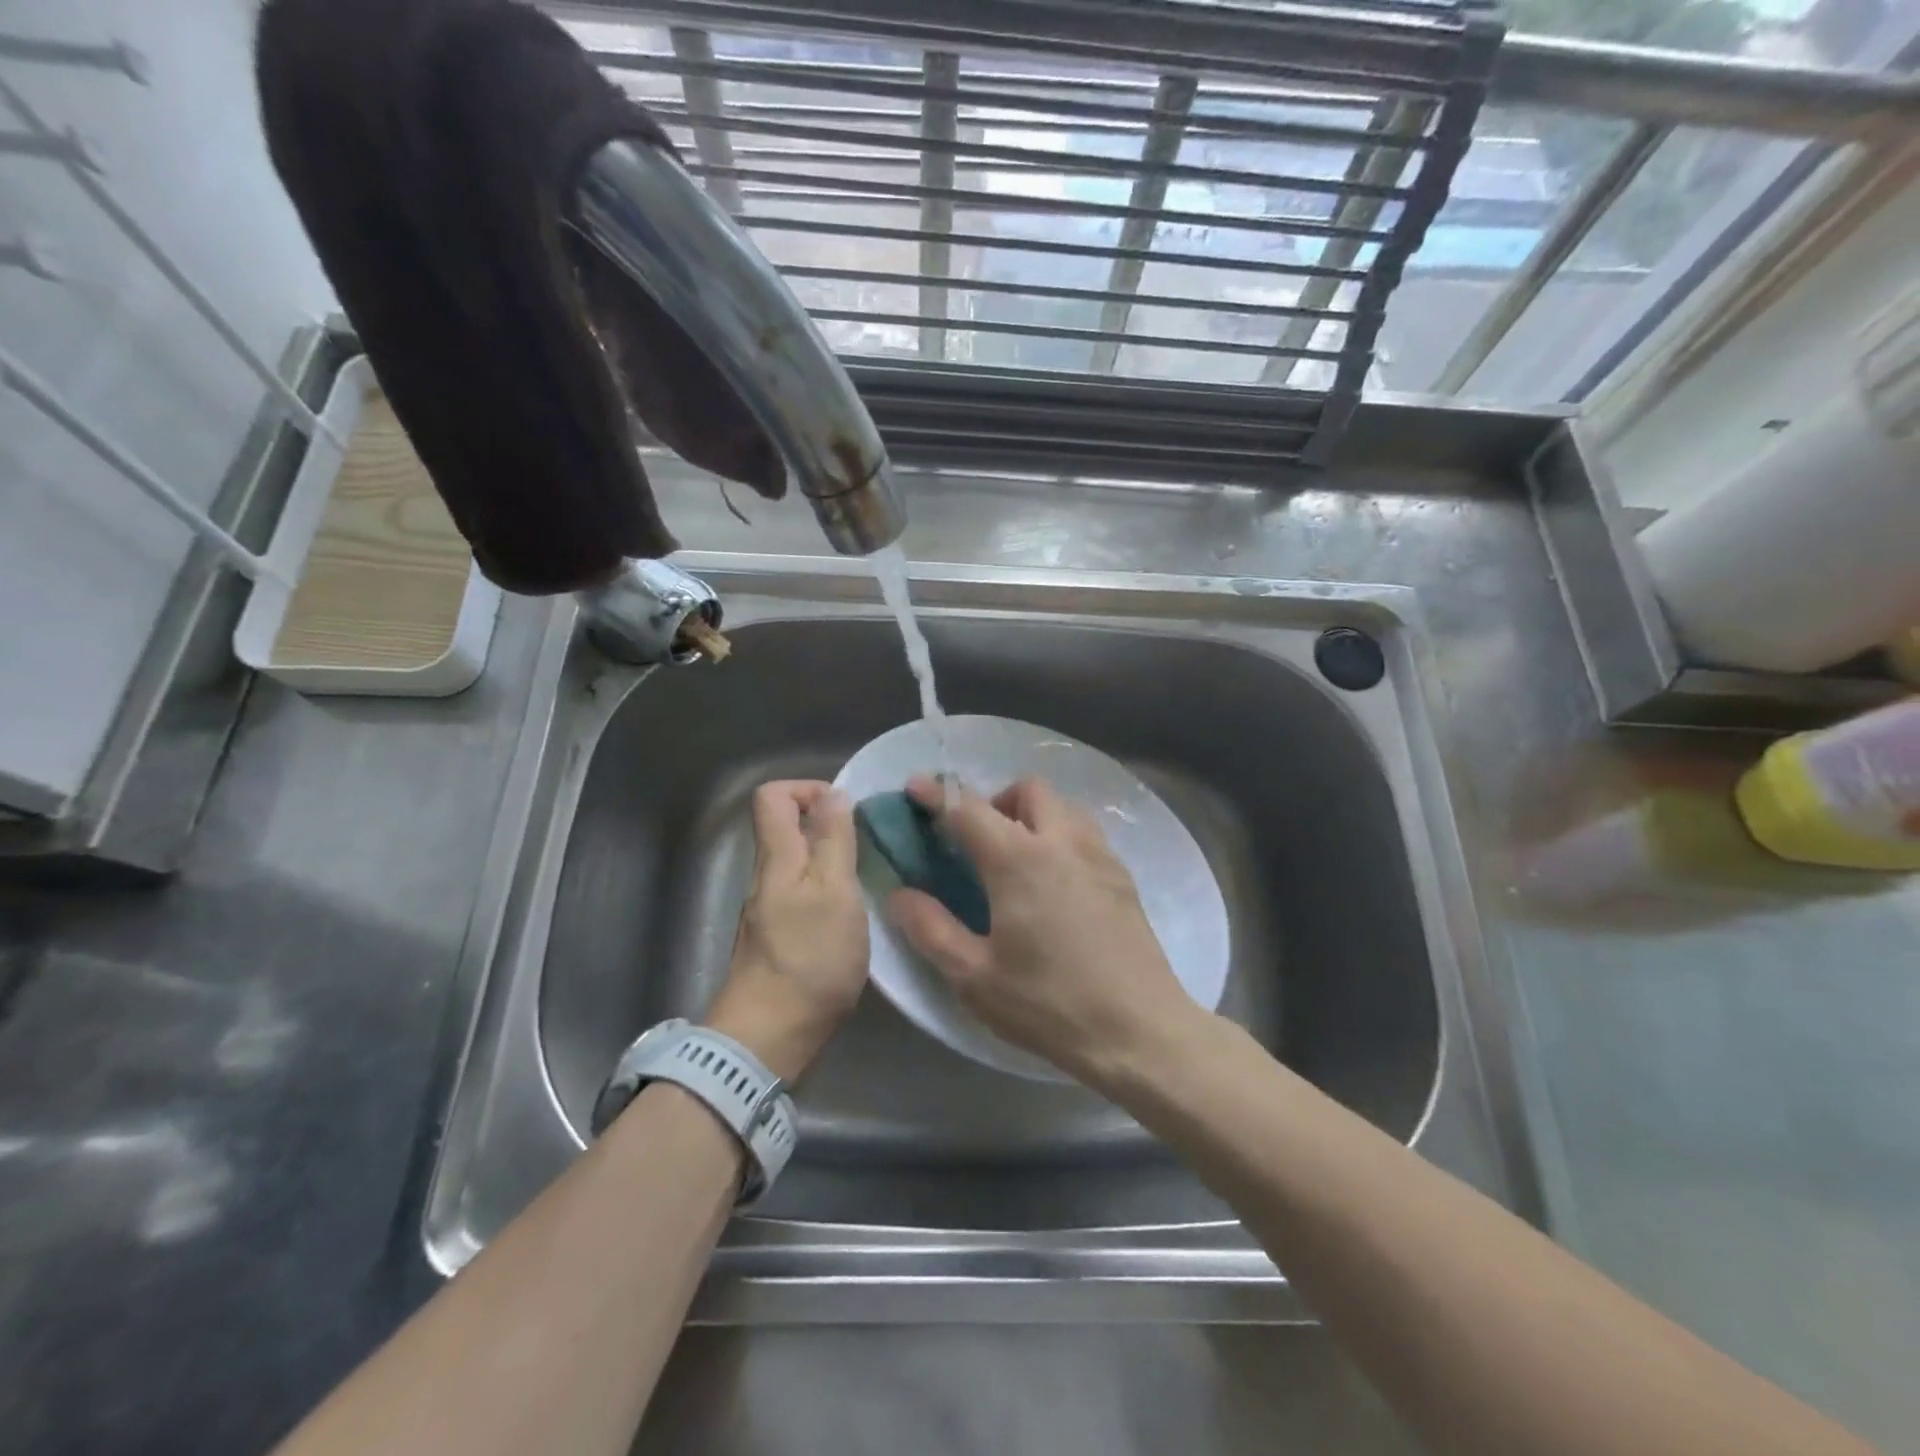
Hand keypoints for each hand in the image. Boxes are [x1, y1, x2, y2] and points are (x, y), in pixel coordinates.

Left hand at [705, 781, 867, 1082]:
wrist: (769, 1038)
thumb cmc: (809, 959)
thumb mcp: (834, 892)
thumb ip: (833, 841)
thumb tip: (833, 793)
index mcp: (777, 858)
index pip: (773, 796)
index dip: (808, 789)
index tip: (846, 810)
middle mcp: (766, 878)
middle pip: (785, 828)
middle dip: (827, 825)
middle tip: (868, 847)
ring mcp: (769, 911)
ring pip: (797, 864)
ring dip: (831, 861)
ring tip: (868, 879)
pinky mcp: (778, 940)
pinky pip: (802, 895)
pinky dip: (827, 892)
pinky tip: (853, 916)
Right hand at [886, 774, 1200, 1089]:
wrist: (1140, 1032)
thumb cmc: (1049, 1005)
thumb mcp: (974, 977)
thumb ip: (931, 929)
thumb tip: (900, 894)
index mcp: (1018, 860)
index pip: (968, 808)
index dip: (936, 795)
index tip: (915, 788)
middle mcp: (1061, 842)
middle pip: (1026, 791)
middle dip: (995, 800)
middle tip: (978, 841)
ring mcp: (1099, 855)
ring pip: (1063, 805)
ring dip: (1033, 814)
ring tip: (1018, 857)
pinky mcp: (1123, 876)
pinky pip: (1086, 832)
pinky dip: (1061, 835)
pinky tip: (1056, 882)